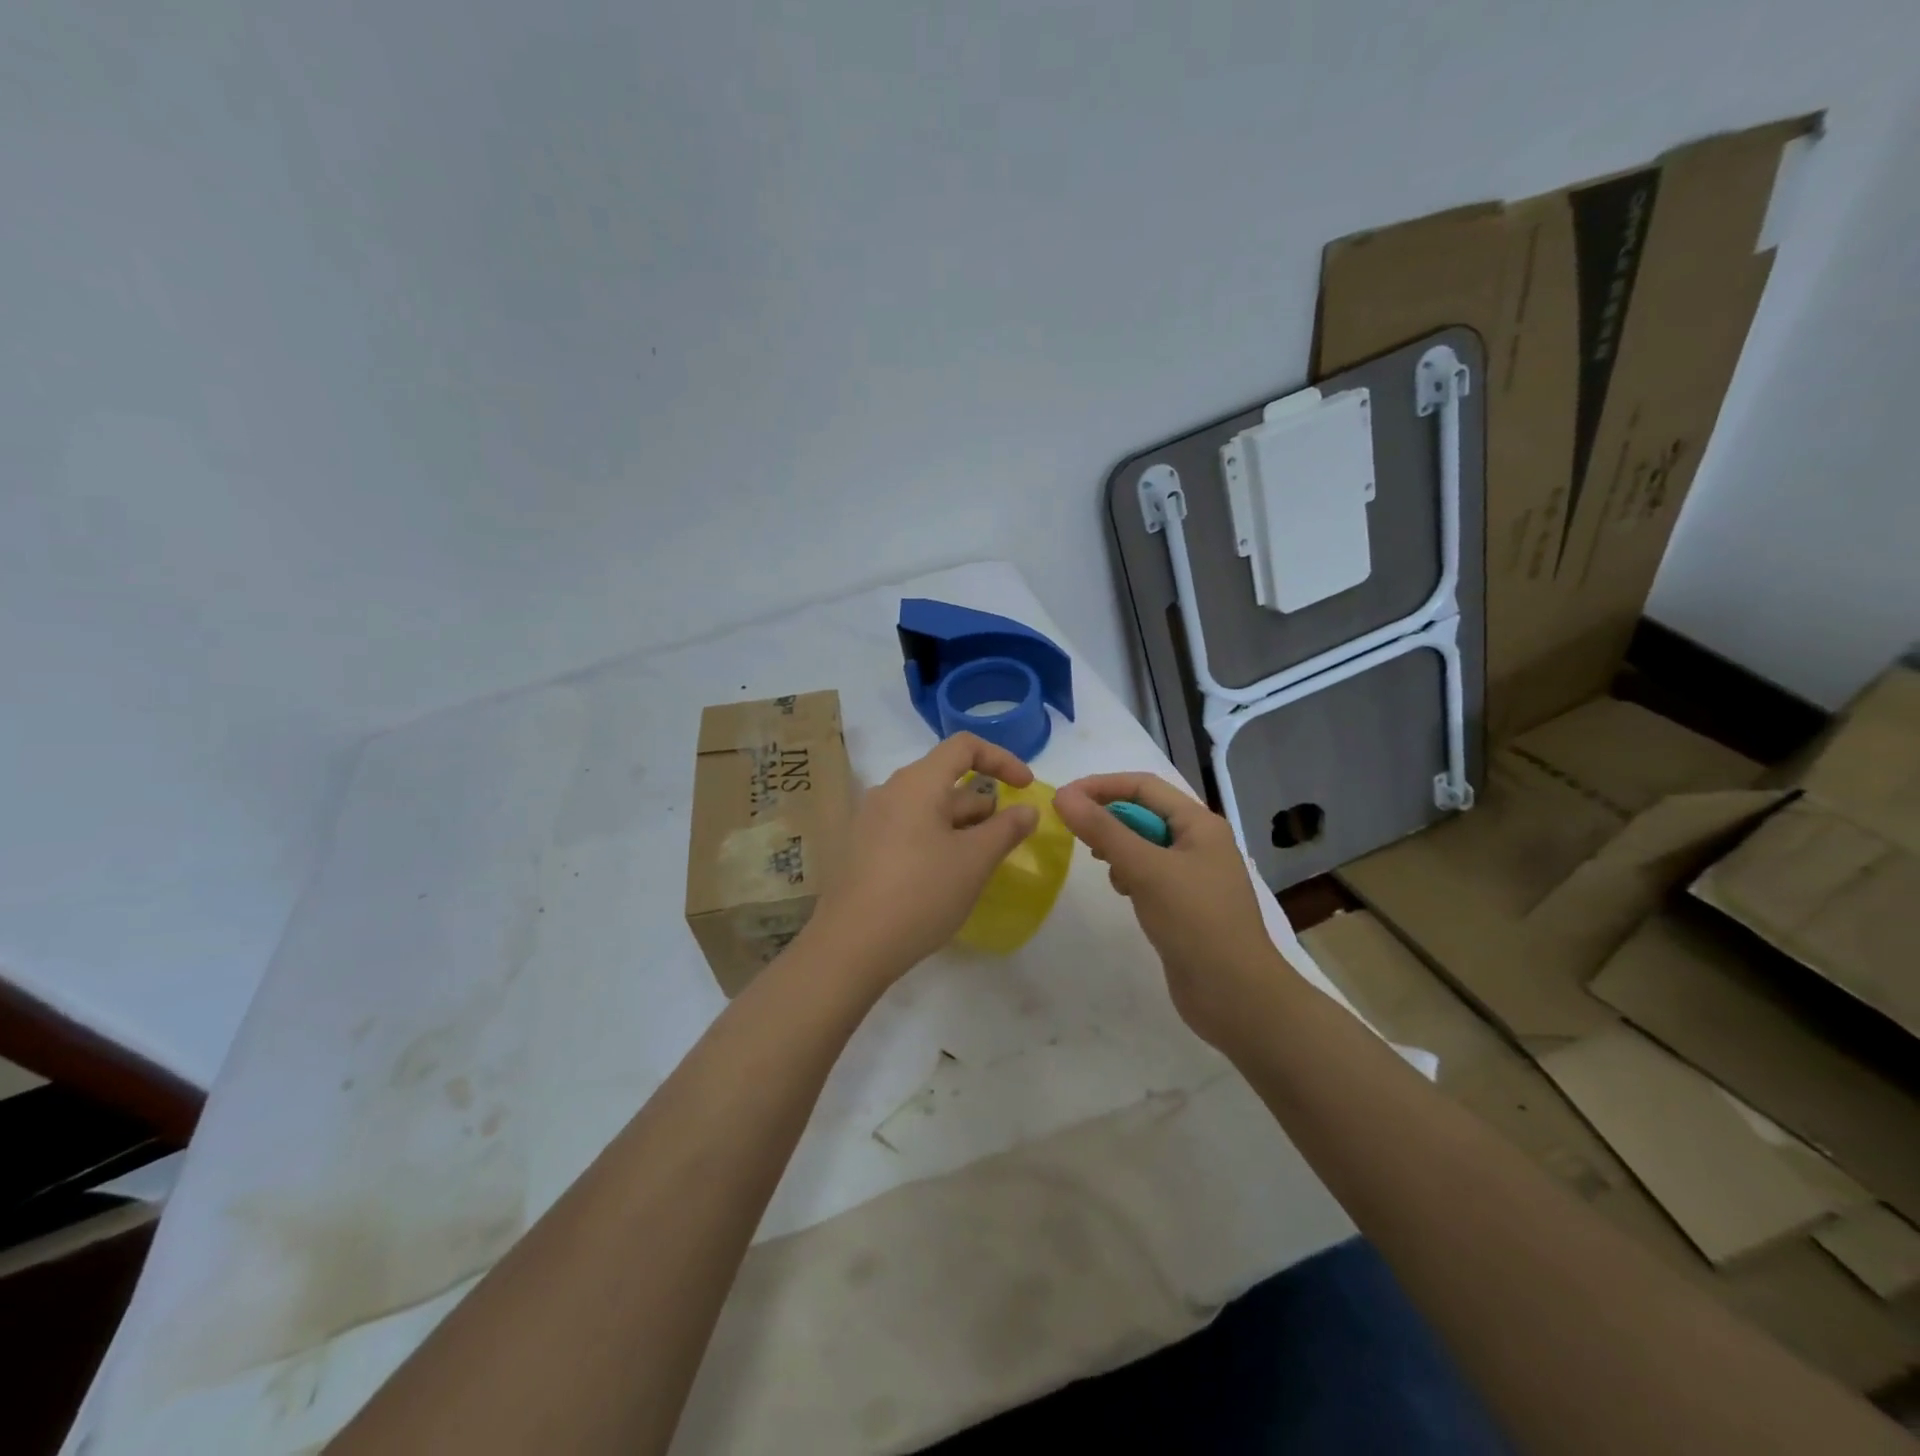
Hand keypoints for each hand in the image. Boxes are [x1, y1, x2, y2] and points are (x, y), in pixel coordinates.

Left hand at [804, 734, 1039, 986]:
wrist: (851, 946)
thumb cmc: (921, 894)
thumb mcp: (974, 861)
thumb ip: (1006, 829)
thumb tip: (1027, 810)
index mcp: (917, 783)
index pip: (964, 746)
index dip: (1001, 759)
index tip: (1026, 787)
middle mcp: (889, 791)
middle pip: (945, 779)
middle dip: (982, 804)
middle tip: (1004, 841)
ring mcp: (870, 820)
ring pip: (928, 808)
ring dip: (960, 826)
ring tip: (978, 864)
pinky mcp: (861, 848)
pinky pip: (908, 828)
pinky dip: (936, 839)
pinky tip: (945, 877)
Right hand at [1053, 772, 1294, 1046]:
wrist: (1237, 996)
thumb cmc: (1195, 922)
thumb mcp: (1146, 869)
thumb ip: (1103, 830)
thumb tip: (1062, 795)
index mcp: (1199, 824)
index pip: (1143, 786)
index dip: (1101, 787)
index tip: (1062, 800)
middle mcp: (1199, 842)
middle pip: (1144, 813)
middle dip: (1108, 818)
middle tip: (1075, 834)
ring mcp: (1193, 875)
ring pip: (1143, 845)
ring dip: (1117, 847)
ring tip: (1104, 867)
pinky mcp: (1184, 904)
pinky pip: (1149, 874)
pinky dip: (1129, 874)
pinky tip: (1123, 893)